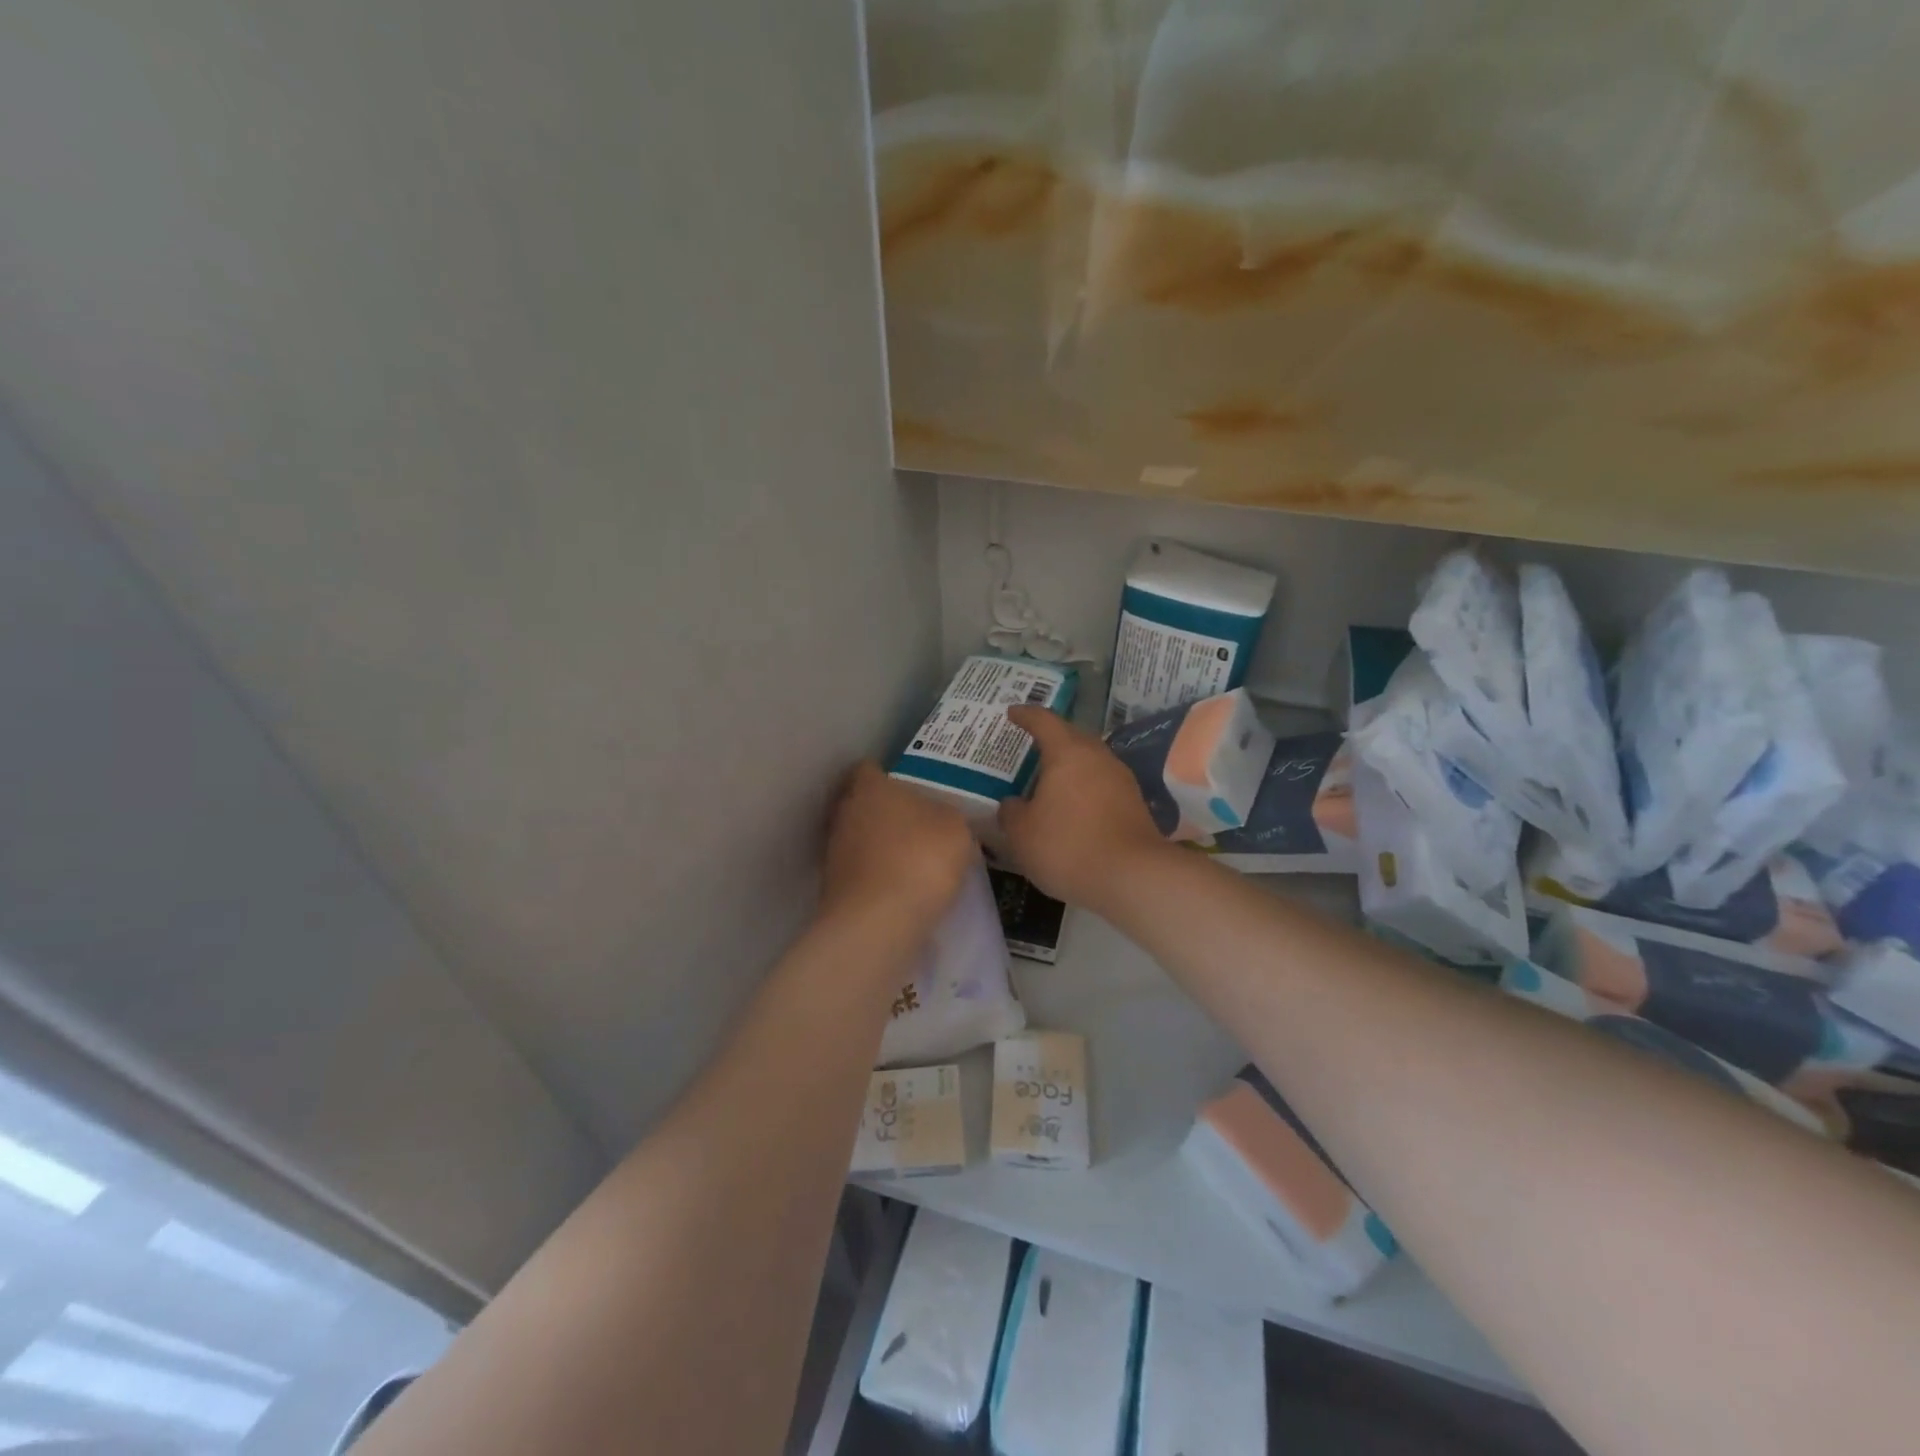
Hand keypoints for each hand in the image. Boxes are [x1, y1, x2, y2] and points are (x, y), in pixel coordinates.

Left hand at [822, 762, 977, 934]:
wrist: (877, 923)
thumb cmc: (920, 859)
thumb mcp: (955, 829)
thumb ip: (947, 815)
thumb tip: (939, 817)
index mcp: (871, 787)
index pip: (870, 768)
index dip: (888, 775)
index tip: (911, 788)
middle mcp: (845, 812)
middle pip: (861, 803)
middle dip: (884, 812)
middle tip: (916, 823)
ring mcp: (834, 850)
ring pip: (859, 838)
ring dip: (879, 846)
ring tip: (911, 861)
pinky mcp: (832, 886)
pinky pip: (860, 870)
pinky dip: (876, 875)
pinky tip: (900, 888)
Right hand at [998, 706, 1168, 910]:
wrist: (1132, 877)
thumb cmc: (1068, 846)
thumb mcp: (1022, 833)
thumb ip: (1012, 813)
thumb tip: (1013, 804)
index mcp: (1068, 753)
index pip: (1044, 721)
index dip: (1026, 715)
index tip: (1012, 713)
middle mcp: (1098, 757)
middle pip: (1072, 737)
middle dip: (1052, 738)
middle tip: (1031, 745)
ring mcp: (1121, 779)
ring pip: (1090, 761)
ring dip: (1071, 765)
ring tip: (1050, 778)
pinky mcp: (1134, 803)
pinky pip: (1102, 784)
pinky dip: (1084, 788)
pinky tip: (1073, 806)